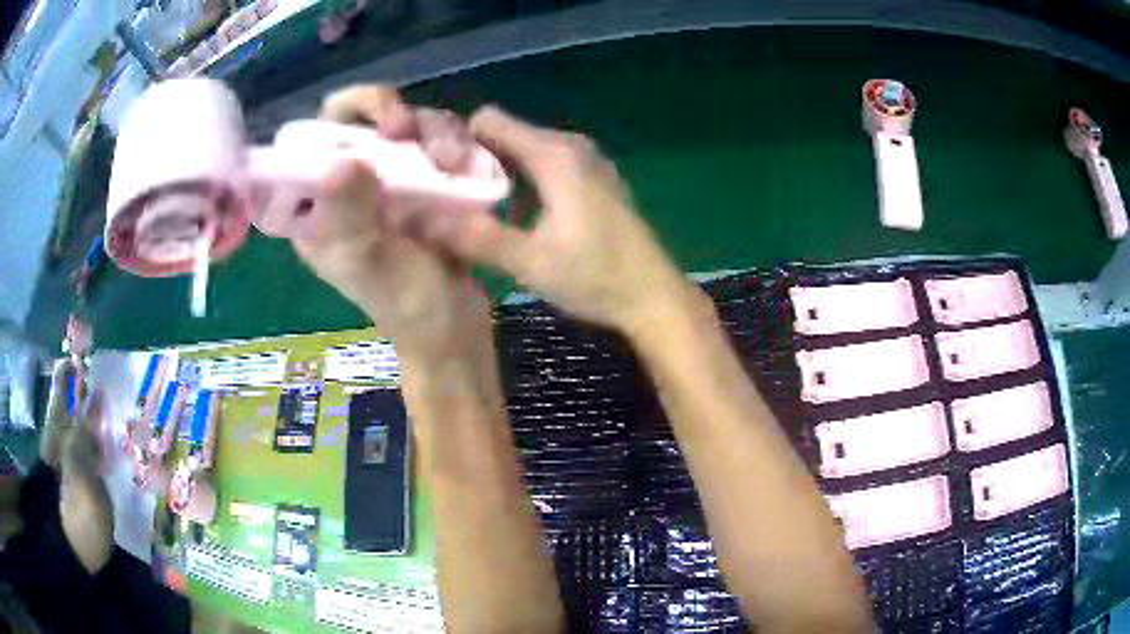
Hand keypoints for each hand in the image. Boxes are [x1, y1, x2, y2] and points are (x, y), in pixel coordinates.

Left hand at [290, 86, 491, 361]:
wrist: (454, 322)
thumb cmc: (403, 301)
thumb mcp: (368, 262)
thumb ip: (349, 214)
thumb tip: (340, 163)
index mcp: (316, 203)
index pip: (312, 137)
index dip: (339, 116)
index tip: (374, 124)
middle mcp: (349, 183)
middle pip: (362, 118)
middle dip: (391, 115)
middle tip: (409, 131)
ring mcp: (390, 177)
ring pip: (408, 122)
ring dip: (434, 133)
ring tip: (454, 163)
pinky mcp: (426, 178)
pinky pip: (440, 139)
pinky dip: (457, 144)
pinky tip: (468, 166)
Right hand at [397, 106, 698, 334]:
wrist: (653, 296)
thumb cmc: (595, 278)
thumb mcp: (528, 261)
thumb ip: (471, 235)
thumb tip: (413, 217)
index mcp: (554, 154)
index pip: (488, 120)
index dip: (458, 142)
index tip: (441, 177)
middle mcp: (571, 145)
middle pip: (506, 133)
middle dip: (475, 159)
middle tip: (454, 200)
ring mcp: (587, 160)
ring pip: (525, 149)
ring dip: (498, 172)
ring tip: (479, 210)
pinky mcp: (594, 178)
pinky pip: (545, 163)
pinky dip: (523, 180)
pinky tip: (516, 215)